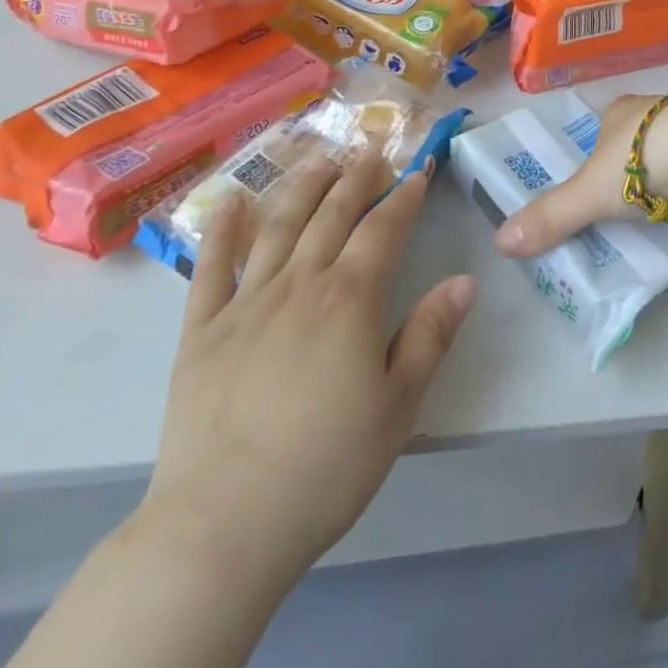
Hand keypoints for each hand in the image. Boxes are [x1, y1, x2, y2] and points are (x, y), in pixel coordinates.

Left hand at [142, 145, 476, 587]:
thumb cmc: (326, 466)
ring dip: (302, 186)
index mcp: (350, 299)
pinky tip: (231, 201)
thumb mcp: (399, 405)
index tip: (419, 168)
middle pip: (332, 214)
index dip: (404, 195)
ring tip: (320, 158)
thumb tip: (464, 280)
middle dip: (357, 176)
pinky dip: (223, 229)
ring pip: (279, 226)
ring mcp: (246, 302)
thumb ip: (430, 334)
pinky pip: (211, 267)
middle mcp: (299, 284)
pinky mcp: (202, 330)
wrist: (224, 522)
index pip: (383, 229)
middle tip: (371, 145)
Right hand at [492, 91, 667, 259]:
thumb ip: (552, 216)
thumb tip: (500, 242)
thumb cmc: (641, 159)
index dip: (599, 154)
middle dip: (637, 165)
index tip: (599, 184)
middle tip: (632, 202)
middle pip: (641, 139)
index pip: (605, 129)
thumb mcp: (589, 193)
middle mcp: (658, 108)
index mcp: (621, 111)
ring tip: (666, 207)